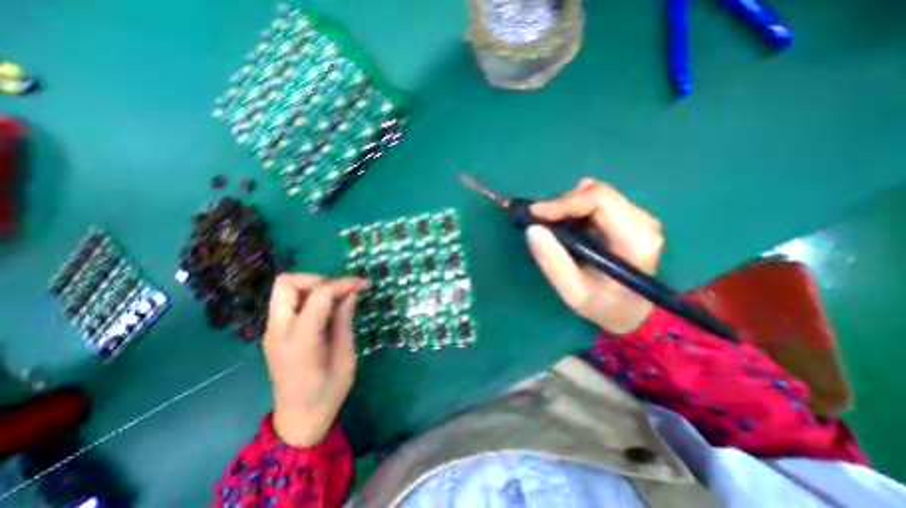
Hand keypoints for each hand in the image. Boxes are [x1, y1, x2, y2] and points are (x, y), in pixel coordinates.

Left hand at [261, 276, 363, 445]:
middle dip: (317, 279)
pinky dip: (308, 297)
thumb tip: (350, 292)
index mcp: (300, 340)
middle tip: (339, 291)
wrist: (299, 421)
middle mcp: (278, 331)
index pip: (318, 295)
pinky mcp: (275, 333)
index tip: (360, 284)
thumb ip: (344, 320)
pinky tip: (326, 310)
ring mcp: (272, 331)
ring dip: (312, 287)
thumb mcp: (345, 356)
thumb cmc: (328, 392)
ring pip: (285, 289)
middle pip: (286, 283)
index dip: (341, 284)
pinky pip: (289, 302)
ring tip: (335, 299)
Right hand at [525, 179, 663, 332]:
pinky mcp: (630, 218)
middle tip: (540, 221)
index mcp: (635, 240)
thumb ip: (553, 262)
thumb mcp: (573, 292)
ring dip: (568, 207)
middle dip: (562, 204)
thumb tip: (533, 229)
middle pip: (597, 193)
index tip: (534, 213)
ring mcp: (638, 218)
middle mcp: (643, 222)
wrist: (631, 311)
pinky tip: (568, 226)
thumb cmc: (603, 305)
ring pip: (595, 194)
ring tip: (553, 227)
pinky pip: (597, 201)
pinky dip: (576, 209)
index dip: (563, 203)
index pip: (599, 201)